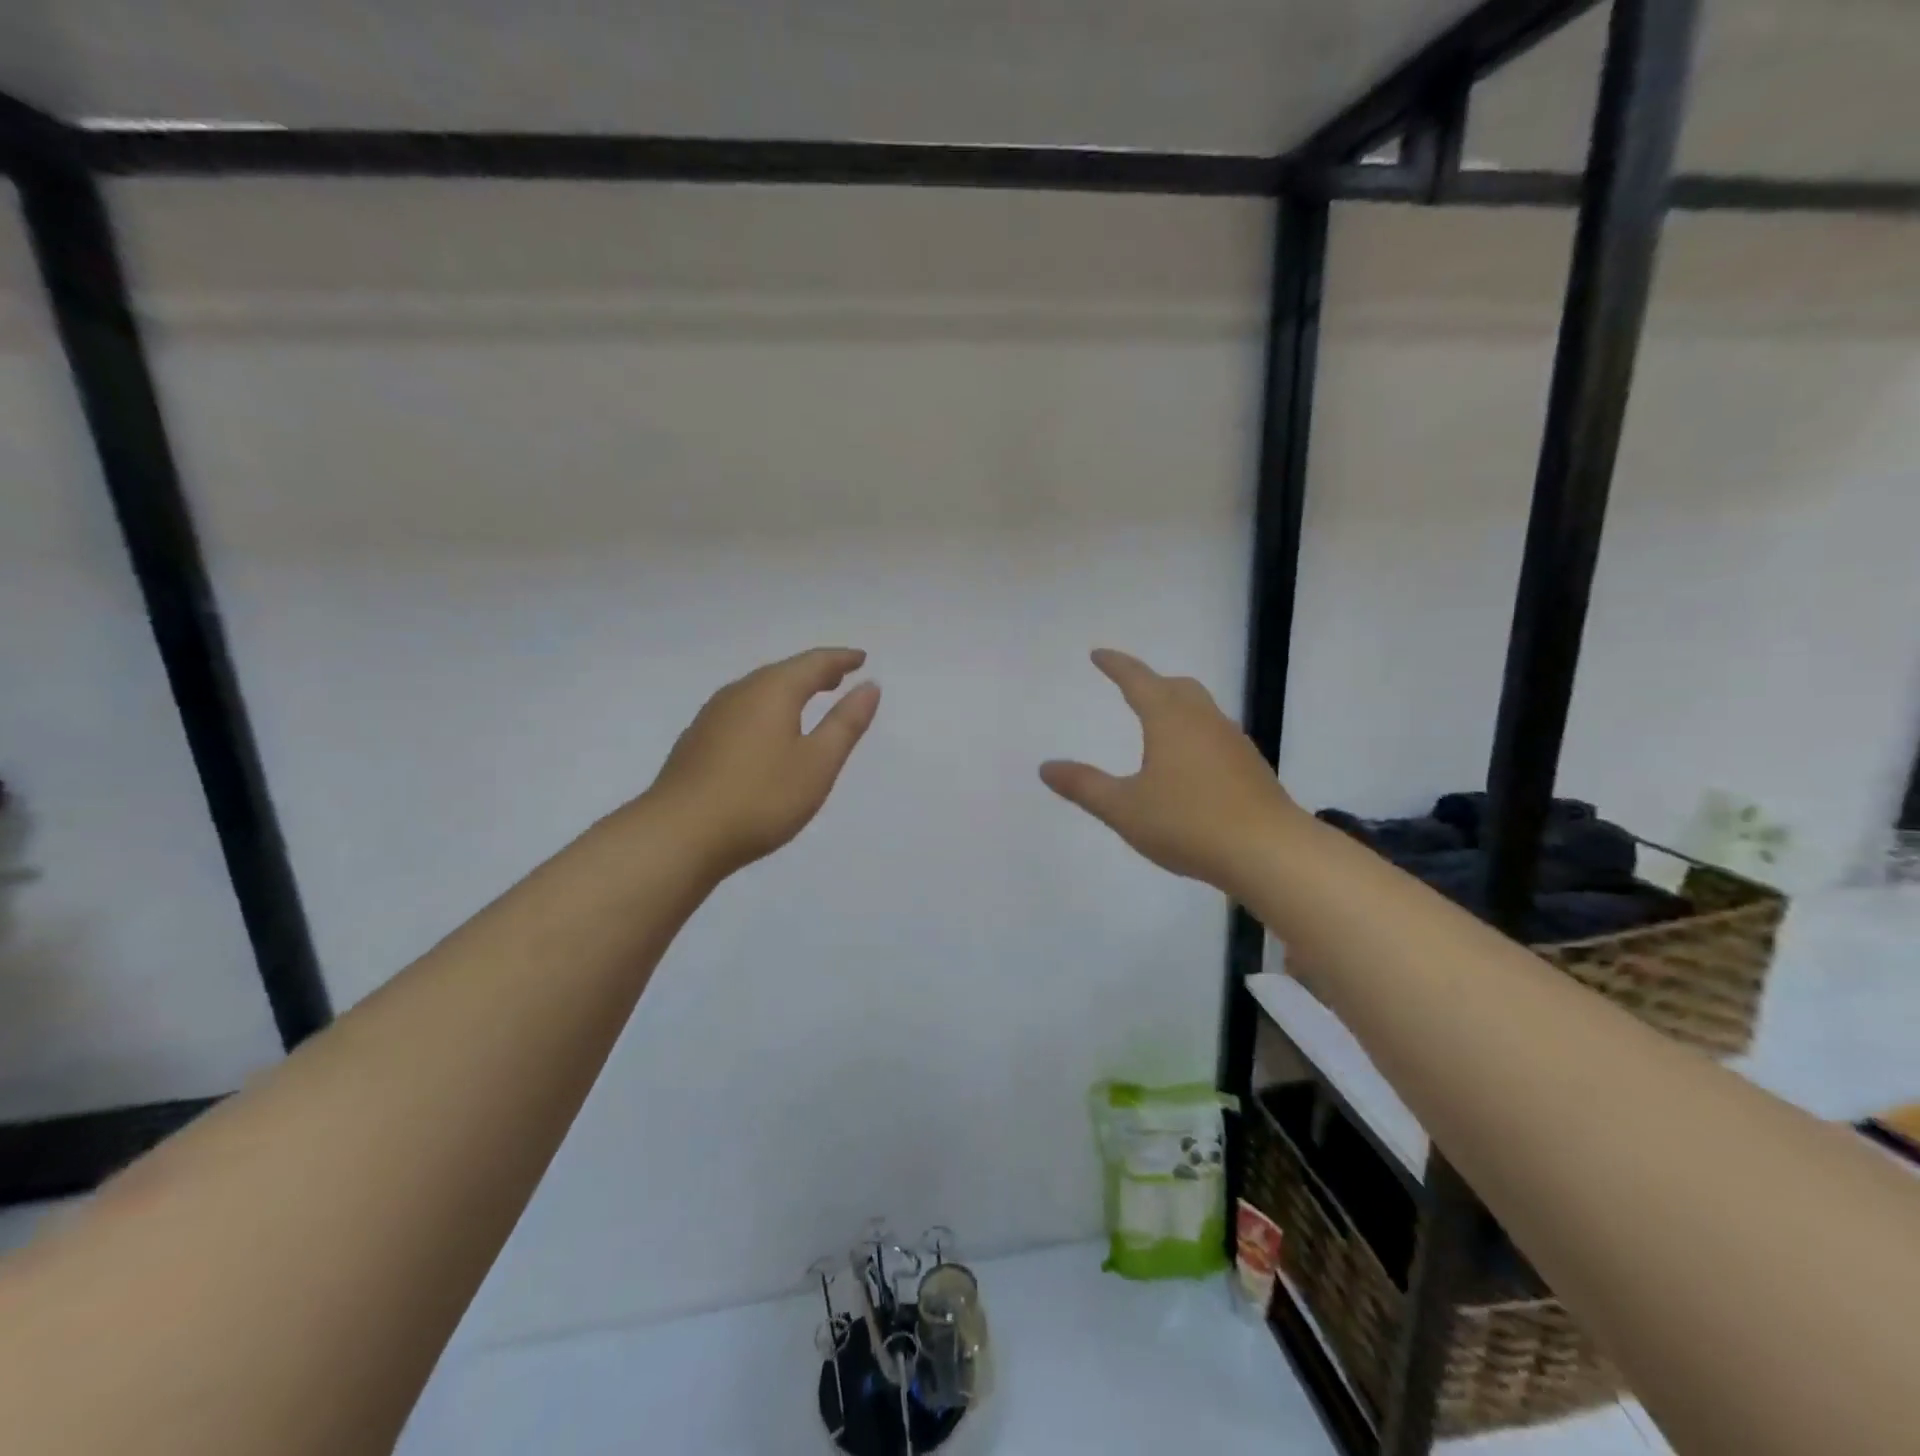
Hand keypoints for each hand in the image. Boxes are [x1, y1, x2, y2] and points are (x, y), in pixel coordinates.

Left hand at [644, 647, 880, 877]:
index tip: (861, 658)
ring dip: (787, 690)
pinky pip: (741, 711)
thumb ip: (846, 723)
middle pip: (782, 672)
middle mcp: (739, 693)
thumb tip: (869, 686)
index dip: (840, 659)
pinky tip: (766, 732)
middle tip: (838, 676)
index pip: (813, 663)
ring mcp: (712, 716)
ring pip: (758, 691)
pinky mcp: (696, 741)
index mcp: (772, 691)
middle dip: (813, 672)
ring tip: (808, 699)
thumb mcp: (817, 764)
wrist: (679, 835)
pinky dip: (765, 710)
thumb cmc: (760, 798)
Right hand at [1040, 649, 1298, 892]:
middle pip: (1177, 687)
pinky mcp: (1251, 768)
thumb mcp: (1124, 809)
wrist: (1269, 852)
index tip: (1099, 655)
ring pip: (1202, 709)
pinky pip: (1216, 735)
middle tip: (1131, 687)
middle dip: (1151, 682)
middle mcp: (1204, 721)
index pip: (1138, 680)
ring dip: (1177, 706)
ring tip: (1159, 724)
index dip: (1116, 665)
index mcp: (1170, 720)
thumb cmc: (1188, 823)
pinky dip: (1196, 734)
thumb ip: (1084, 786)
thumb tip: (1046, 767)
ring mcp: (1233, 743)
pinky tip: (1191, 764)